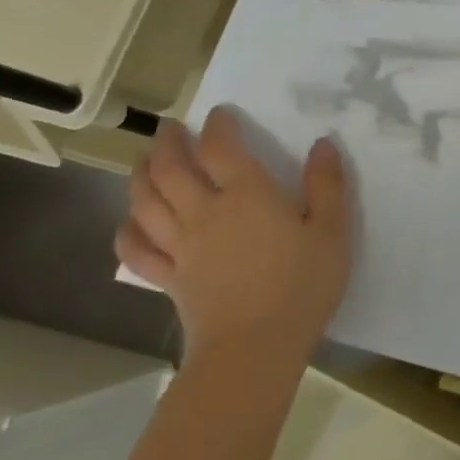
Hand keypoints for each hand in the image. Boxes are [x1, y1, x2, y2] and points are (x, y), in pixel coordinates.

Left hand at [115, 108, 353, 366]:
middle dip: (168, 143)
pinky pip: (136, 249)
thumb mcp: (332, 231)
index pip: (223, 148)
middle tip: (171, 128)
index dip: (219, 125)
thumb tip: (323, 143)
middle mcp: (205, 212)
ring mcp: (180, 246)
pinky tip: (130, 223)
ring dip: (140, 175)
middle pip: (171, 169)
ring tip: (144, 161)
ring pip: (145, 202)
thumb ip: (328, 185)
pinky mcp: (168, 278)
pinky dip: (127, 230)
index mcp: (247, 195)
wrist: (254, 347)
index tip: (220, 112)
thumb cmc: (302, 284)